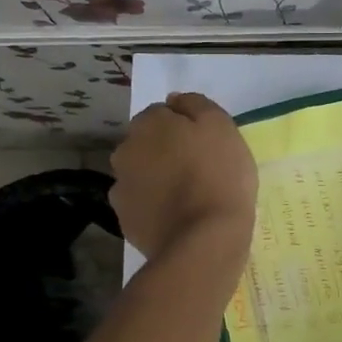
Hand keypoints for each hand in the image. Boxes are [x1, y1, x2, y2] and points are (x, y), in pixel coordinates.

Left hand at [111, 93, 256, 262]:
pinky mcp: (124, 219)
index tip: (204, 145)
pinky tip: (176, 217)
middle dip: (165, 152)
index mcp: (148, 123)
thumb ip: (195, 104)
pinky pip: (142, 204)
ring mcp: (120, 187)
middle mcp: (125, 150)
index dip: (184, 128)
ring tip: (187, 197)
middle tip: (197, 170)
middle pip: (146, 144)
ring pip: (141, 174)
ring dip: (157, 179)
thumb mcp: (221, 126)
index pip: (162, 114)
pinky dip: (154, 207)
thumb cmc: (219, 176)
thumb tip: (174, 100)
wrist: (204, 240)